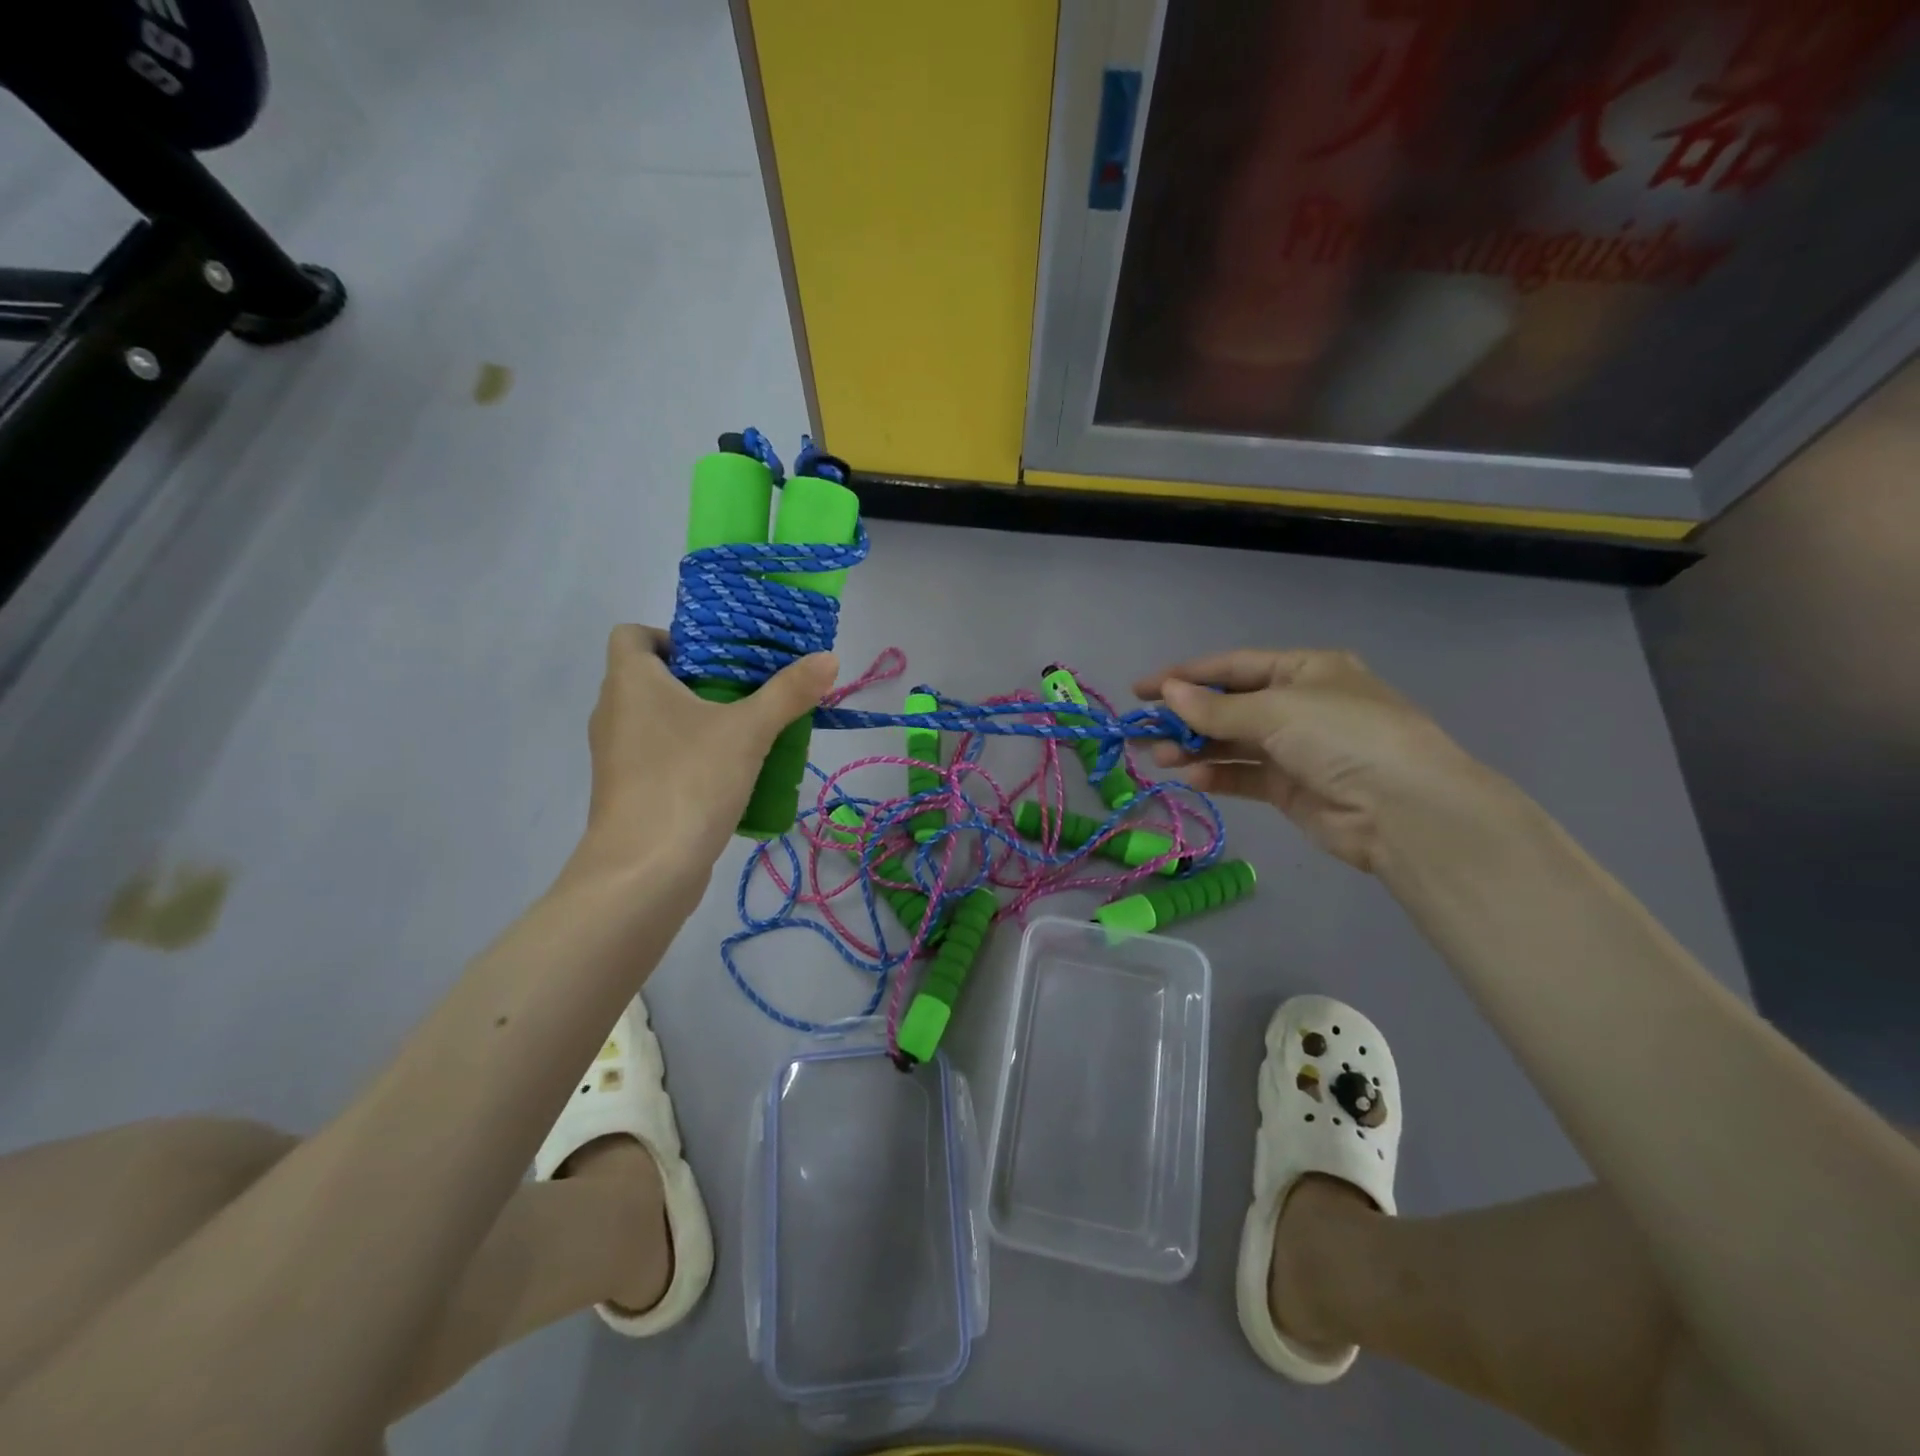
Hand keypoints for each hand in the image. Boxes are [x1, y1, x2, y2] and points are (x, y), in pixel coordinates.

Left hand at [572, 625, 836, 883]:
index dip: (671, 636)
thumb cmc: (689, 781)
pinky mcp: (627, 791)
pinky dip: (688, 754)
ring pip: (657, 720)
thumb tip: (829, 657)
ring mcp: (616, 756)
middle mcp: (614, 712)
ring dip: (697, 719)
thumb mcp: (749, 731)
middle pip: (651, 677)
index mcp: (630, 682)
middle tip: (749, 689)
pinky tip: (729, 773)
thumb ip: (789, 692)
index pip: (633, 635)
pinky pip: (658, 756)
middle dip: (700, 679)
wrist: (644, 871)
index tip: (716, 656)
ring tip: (746, 730)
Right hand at [1135, 649, 1503, 873]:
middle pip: (1228, 705)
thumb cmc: (1343, 737)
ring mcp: (1296, 748)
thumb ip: (1216, 708)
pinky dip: (1217, 774)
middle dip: (1185, 716)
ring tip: (1158, 755)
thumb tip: (1167, 693)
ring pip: (1232, 743)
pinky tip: (1191, 776)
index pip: (1233, 666)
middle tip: (1141, 728)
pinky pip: (1245, 775)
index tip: (1141, 689)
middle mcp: (1300, 705)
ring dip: (1194, 747)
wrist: (1404, 811)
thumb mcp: (1276, 711)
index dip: (1186, 675)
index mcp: (1305, 670)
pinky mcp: (1292, 788)